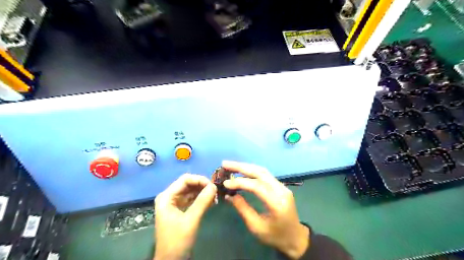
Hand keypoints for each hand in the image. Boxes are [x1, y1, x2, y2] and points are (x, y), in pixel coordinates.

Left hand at [154, 173, 216, 259]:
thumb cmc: (177, 241)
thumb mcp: (191, 220)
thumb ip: (202, 201)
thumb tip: (214, 186)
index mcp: (167, 197)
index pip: (185, 179)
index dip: (199, 179)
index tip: (213, 185)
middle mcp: (169, 197)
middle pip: (188, 184)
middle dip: (202, 186)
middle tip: (216, 191)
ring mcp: (174, 203)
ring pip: (191, 191)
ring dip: (203, 193)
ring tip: (215, 197)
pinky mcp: (180, 209)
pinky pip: (192, 199)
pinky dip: (201, 199)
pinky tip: (211, 202)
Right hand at [223, 161, 308, 258]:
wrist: (295, 237)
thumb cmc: (276, 236)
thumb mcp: (257, 227)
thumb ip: (243, 209)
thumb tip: (229, 195)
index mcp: (277, 203)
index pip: (257, 186)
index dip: (240, 182)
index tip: (226, 183)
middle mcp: (281, 190)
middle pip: (260, 172)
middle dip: (241, 167)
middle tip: (225, 164)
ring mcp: (282, 186)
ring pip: (263, 171)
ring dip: (246, 167)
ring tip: (231, 165)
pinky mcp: (281, 186)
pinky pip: (265, 175)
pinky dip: (252, 171)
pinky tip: (242, 171)